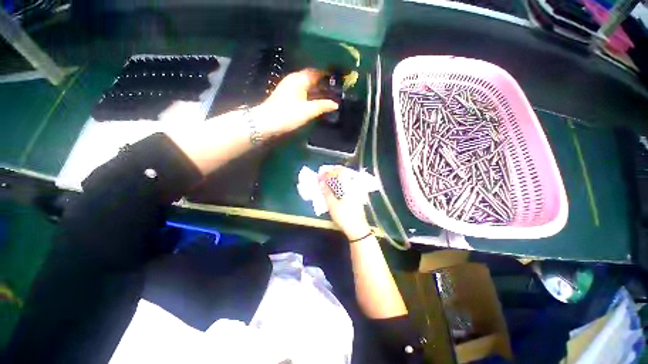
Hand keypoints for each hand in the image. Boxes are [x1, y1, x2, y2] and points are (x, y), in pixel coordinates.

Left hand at [256, 69, 338, 135]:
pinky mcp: (286, 95)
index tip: (338, 79)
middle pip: (312, 77)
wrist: (267, 122)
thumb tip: (335, 104)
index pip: (317, 72)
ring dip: (317, 89)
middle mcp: (294, 79)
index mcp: (300, 79)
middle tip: (335, 89)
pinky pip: (302, 90)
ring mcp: (289, 86)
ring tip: (328, 96)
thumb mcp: (308, 111)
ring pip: (306, 84)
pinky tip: (315, 101)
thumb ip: (323, 106)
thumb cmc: (288, 115)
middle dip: (323, 82)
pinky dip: (310, 94)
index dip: (328, 74)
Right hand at [320, 168, 371, 240]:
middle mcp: (354, 186)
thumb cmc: (345, 216)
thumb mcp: (332, 205)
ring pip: (344, 182)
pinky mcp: (355, 198)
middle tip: (322, 176)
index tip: (321, 173)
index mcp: (350, 186)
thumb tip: (320, 181)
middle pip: (343, 175)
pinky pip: (346, 187)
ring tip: (325, 182)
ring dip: (334, 180)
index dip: (329, 171)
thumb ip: (326, 192)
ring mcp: (356, 192)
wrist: (357, 230)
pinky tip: (333, 190)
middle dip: (331, 174)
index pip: (340, 172)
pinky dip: (338, 186)